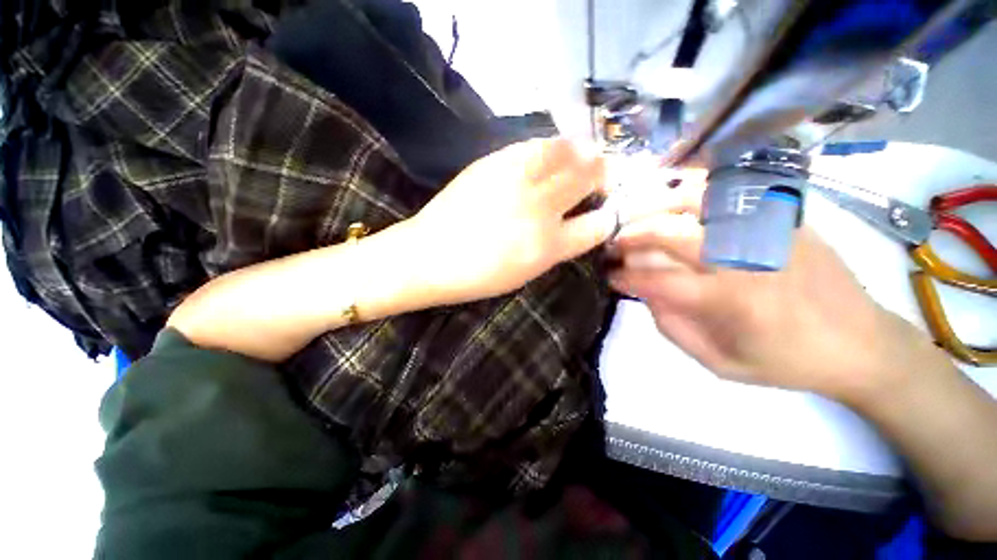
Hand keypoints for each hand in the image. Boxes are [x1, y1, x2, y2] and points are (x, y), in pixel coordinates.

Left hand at [407, 138, 616, 303]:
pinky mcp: (496, 162)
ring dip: (583, 152)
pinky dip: (553, 145)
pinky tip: (555, 150)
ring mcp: (518, 180)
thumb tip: (574, 224)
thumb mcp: (526, 273)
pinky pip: (536, 145)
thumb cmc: (478, 276)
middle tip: (602, 174)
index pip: (597, 225)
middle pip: (588, 178)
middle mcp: (540, 210)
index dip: (607, 216)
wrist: (430, 256)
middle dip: (603, 174)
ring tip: (586, 154)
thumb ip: (555, 247)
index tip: (606, 210)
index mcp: (548, 247)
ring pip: (567, 152)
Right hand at [609, 213, 930, 402]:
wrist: (862, 342)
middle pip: (671, 233)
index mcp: (731, 302)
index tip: (609, 276)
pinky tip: (674, 194)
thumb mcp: (720, 363)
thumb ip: (673, 328)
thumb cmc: (787, 361)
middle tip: (614, 242)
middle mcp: (746, 258)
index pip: (657, 280)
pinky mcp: (783, 216)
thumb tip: (645, 293)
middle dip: (631, 236)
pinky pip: (731, 190)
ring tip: (635, 213)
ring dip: (656, 205)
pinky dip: (694, 187)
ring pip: (697, 201)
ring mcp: (767, 230)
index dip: (624, 276)